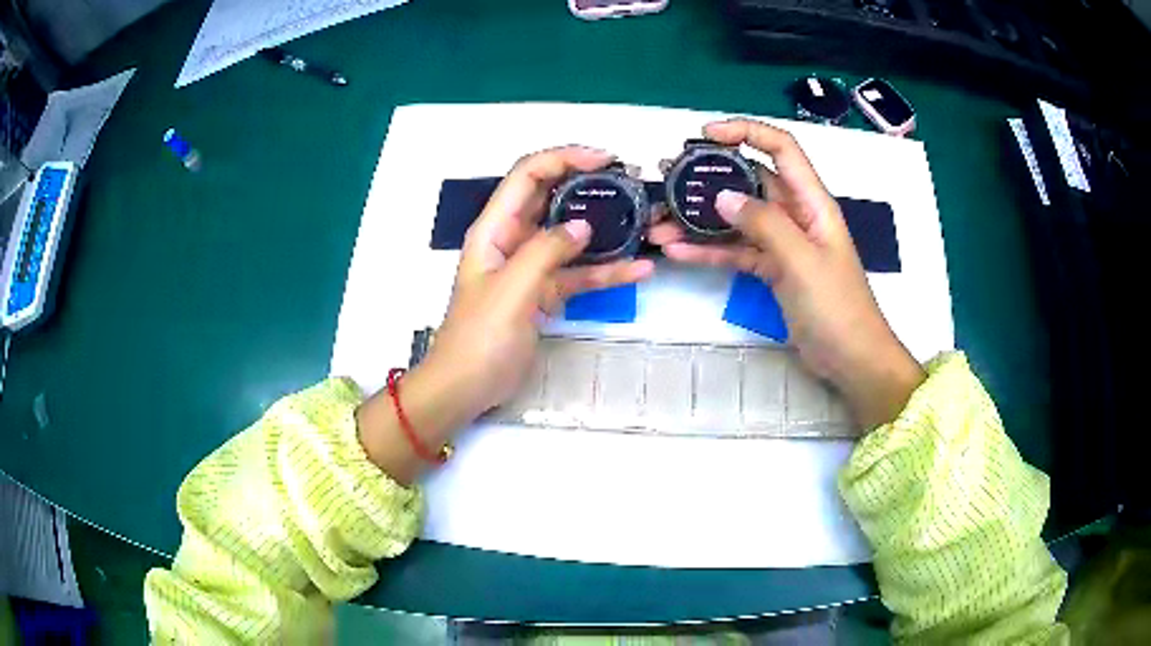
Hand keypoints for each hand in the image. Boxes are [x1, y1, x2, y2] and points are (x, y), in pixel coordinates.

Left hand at [357, 146, 653, 482]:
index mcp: (495, 228)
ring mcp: (530, 267)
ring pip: (570, 236)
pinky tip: (639, 270)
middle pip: (552, 197)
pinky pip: (578, 274)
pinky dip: (606, 271)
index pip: (528, 174)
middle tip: (629, 183)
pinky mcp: (544, 293)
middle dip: (588, 185)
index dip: (564, 157)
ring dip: (604, 228)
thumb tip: (583, 225)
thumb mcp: (511, 290)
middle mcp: (513, 239)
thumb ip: (546, 252)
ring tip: (643, 220)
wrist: (466, 387)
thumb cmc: (480, 338)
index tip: (605, 159)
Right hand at [649, 119, 923, 427]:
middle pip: (752, 181)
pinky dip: (709, 250)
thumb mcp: (802, 260)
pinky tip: (677, 252)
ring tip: (661, 220)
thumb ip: (765, 224)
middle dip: (711, 175)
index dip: (747, 132)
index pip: (782, 149)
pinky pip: (737, 251)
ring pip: (738, 218)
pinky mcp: (772, 270)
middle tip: (670, 177)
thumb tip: (723, 197)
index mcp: (812, 201)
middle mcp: (796, 214)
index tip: (707, 134)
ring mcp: (783, 243)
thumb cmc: (837, 307)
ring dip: (701, 218)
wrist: (851, 359)